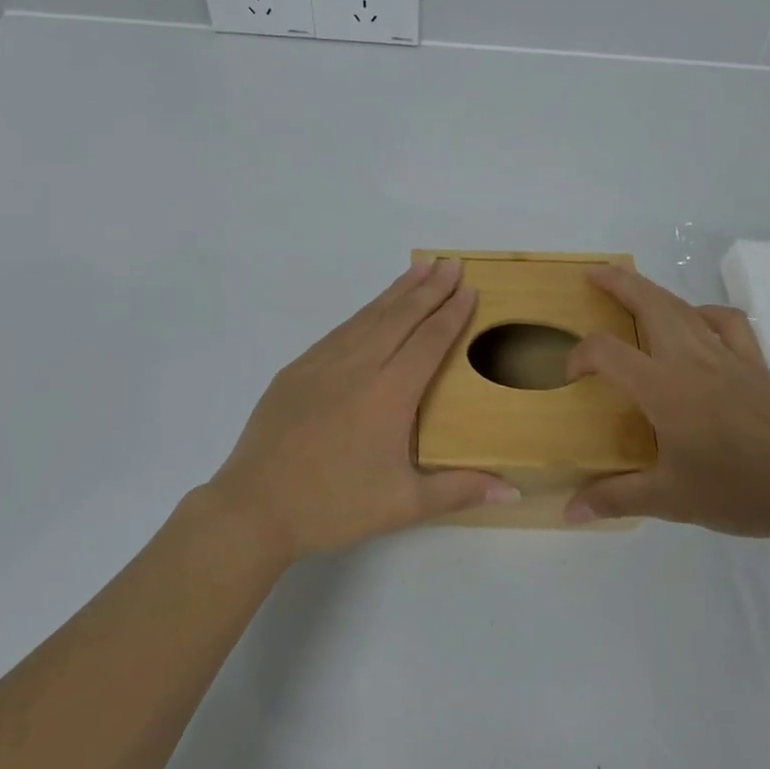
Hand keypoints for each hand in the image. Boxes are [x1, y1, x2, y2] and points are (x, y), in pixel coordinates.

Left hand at [206, 260, 519, 561]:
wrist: (255, 505)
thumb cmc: (334, 505)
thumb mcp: (402, 505)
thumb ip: (459, 491)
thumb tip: (514, 490)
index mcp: (390, 393)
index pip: (429, 340)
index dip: (452, 313)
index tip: (469, 288)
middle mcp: (359, 365)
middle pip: (402, 316)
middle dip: (430, 287)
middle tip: (451, 263)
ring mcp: (323, 362)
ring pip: (369, 316)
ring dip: (398, 291)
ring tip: (419, 269)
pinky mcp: (298, 368)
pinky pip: (341, 329)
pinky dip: (364, 311)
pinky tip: (372, 309)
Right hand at [563, 265, 769, 539]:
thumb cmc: (738, 491)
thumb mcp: (670, 501)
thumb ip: (615, 498)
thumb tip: (568, 512)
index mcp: (663, 388)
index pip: (607, 351)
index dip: (580, 355)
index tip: (571, 377)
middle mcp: (691, 359)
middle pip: (649, 302)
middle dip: (617, 282)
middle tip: (592, 275)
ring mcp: (727, 356)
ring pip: (683, 306)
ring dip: (653, 291)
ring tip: (634, 290)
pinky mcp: (755, 363)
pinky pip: (727, 322)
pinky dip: (705, 312)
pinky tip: (696, 323)